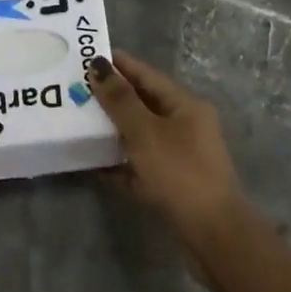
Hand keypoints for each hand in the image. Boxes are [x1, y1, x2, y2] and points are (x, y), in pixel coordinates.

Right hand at [88, 52, 248, 251]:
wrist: (213, 235)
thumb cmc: (179, 173)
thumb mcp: (145, 132)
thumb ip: (120, 100)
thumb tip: (98, 65)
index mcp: (185, 105)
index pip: (147, 75)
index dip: (119, 64)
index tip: (88, 56)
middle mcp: (187, 126)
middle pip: (144, 103)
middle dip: (113, 97)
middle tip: (77, 89)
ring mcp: (182, 156)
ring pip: (142, 135)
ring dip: (114, 130)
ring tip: (80, 122)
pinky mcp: (174, 184)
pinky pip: (142, 165)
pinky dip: (122, 163)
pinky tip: (96, 165)